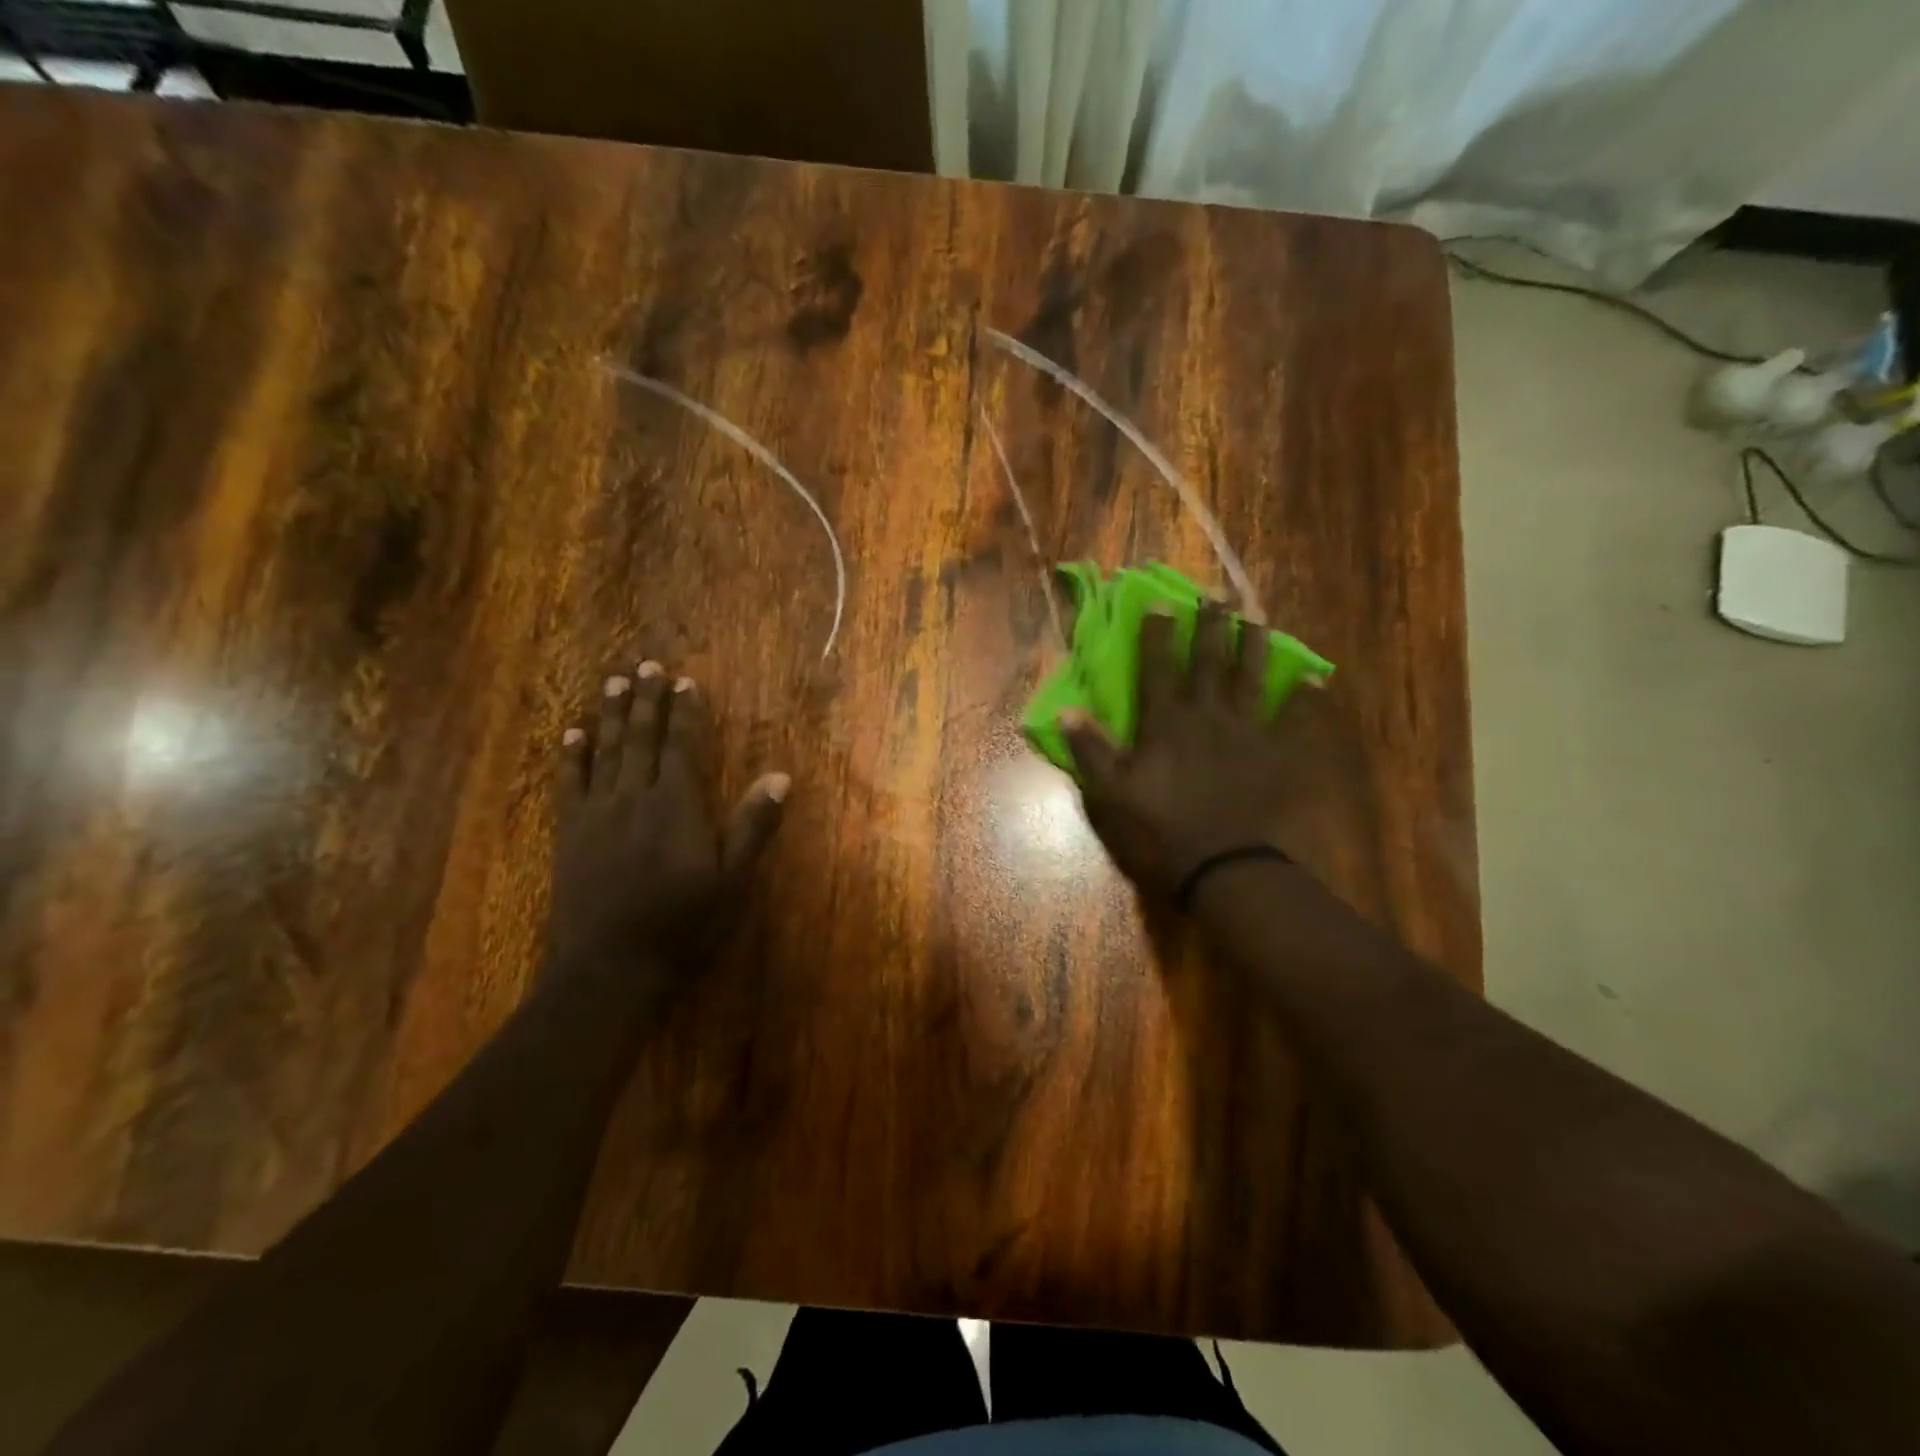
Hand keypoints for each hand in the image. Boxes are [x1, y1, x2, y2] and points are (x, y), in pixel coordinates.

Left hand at [548, 660, 787, 980]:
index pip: (683, 746)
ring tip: (613, 682)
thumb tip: (780, 776)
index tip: (685, 681)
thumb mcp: (733, 880)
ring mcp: (598, 814)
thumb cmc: (684, 925)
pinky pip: (570, 783)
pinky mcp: (571, 834)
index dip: (685, 713)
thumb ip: (753, 825)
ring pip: (606, 752)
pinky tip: (573, 734)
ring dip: (610, 714)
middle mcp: (635, 797)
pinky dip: (572, 756)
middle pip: (642, 738)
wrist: (611, 968)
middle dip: (646, 700)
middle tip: (646, 665)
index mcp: (677, 805)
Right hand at [1060, 606, 1336, 900]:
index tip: (1162, 601)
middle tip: (1216, 595)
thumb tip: (1067, 710)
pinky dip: (1303, 701)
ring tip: (1257, 618)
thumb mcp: (1109, 794)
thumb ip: (1090, 749)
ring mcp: (1247, 733)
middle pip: (1208, 661)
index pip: (1158, 667)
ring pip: (1251, 678)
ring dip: (1253, 646)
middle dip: (1210, 625)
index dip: (1158, 633)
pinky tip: (1313, 681)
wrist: (1222, 866)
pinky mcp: (1276, 755)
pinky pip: (1294, 722)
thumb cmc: (1159, 830)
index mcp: (1166, 722)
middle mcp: (1207, 715)